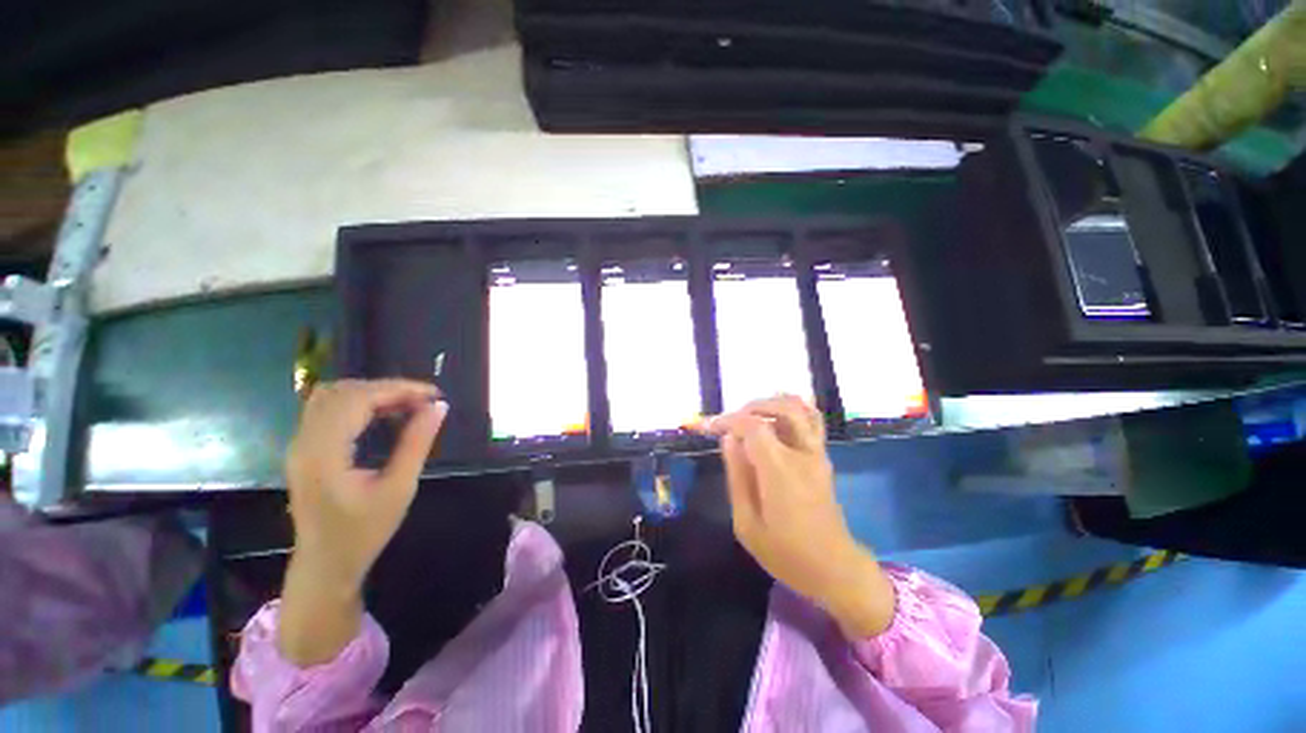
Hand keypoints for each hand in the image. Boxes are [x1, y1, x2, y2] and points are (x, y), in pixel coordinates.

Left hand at [278, 379, 447, 664]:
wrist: (326, 565)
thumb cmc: (364, 532)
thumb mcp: (399, 488)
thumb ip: (417, 443)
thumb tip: (439, 407)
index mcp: (324, 453)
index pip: (358, 399)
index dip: (398, 389)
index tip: (434, 394)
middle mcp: (304, 442)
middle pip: (343, 392)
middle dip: (387, 388)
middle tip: (424, 401)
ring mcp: (300, 445)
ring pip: (333, 396)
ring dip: (372, 393)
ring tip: (407, 405)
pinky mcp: (304, 449)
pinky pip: (329, 410)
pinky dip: (359, 403)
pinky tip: (385, 414)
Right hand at [704, 396, 894, 637]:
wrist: (835, 569)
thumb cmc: (786, 553)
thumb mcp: (747, 524)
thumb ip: (736, 477)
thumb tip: (728, 440)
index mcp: (779, 469)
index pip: (752, 425)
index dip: (727, 420)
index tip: (709, 427)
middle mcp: (802, 453)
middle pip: (782, 407)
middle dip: (751, 407)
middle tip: (730, 422)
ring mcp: (817, 453)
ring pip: (801, 408)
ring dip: (772, 404)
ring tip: (750, 418)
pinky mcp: (823, 457)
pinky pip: (812, 420)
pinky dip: (793, 410)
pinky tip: (774, 419)